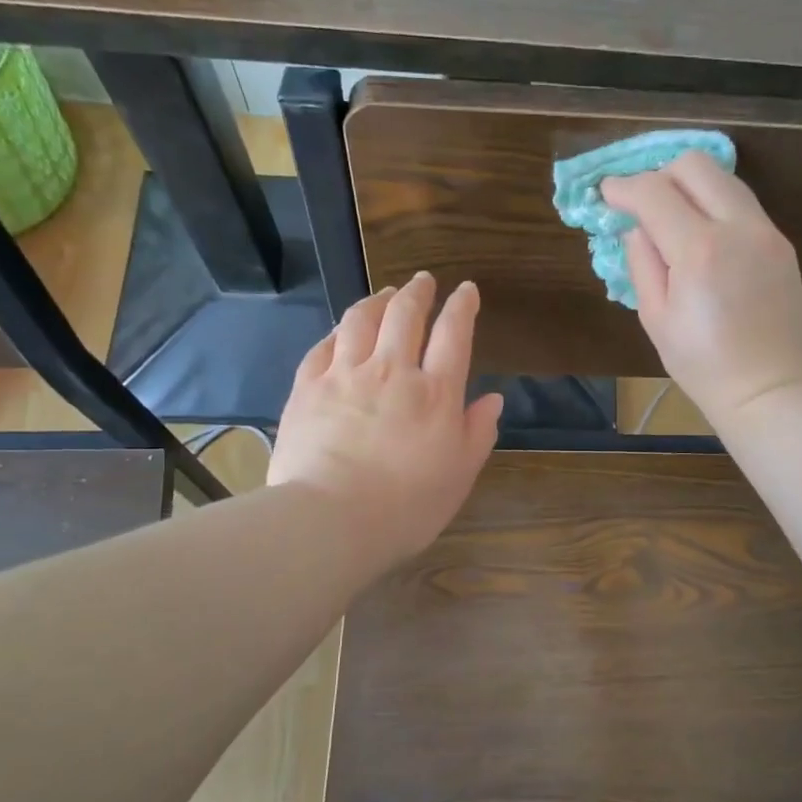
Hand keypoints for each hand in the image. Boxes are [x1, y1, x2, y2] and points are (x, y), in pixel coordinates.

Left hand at [268, 273, 502, 564]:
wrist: (330, 521)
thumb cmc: (407, 507)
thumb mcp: (459, 475)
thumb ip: (478, 433)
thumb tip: (493, 399)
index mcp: (435, 393)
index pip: (453, 334)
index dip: (461, 306)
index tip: (465, 290)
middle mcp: (391, 371)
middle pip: (405, 314)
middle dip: (417, 292)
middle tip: (423, 281)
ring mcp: (344, 375)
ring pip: (360, 320)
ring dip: (376, 301)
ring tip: (383, 294)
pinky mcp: (307, 388)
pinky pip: (323, 346)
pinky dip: (337, 332)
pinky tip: (340, 332)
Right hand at [603, 152, 801, 429]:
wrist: (769, 389)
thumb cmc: (703, 365)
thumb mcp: (656, 319)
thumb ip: (642, 263)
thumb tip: (638, 228)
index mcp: (698, 250)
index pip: (654, 192)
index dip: (624, 188)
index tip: (607, 194)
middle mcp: (737, 227)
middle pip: (695, 165)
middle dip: (660, 175)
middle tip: (643, 205)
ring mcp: (766, 232)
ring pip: (724, 179)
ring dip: (691, 187)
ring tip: (672, 219)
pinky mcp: (781, 243)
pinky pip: (743, 205)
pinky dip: (716, 207)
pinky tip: (703, 239)